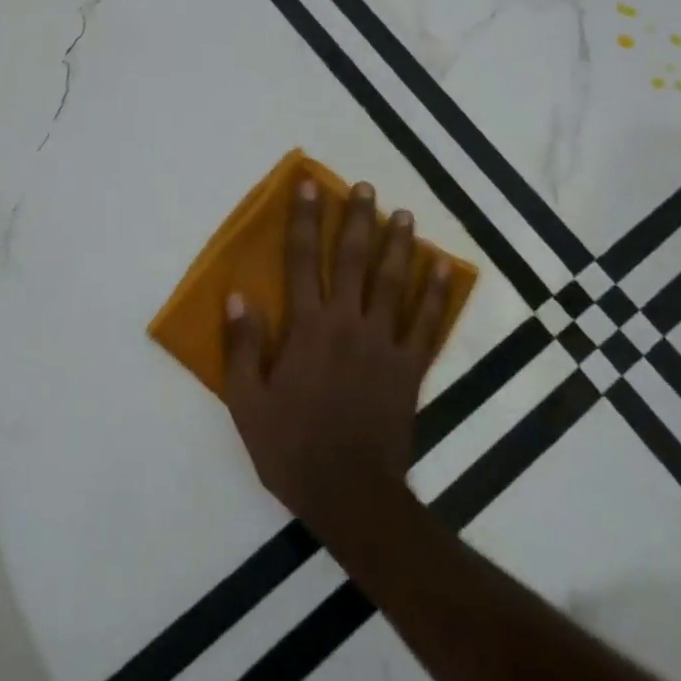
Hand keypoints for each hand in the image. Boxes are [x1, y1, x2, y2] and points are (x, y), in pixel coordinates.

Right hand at [223, 179, 451, 544]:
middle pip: (353, 260)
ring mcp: (385, 344)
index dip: (304, 220)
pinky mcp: (411, 368)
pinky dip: (436, 293)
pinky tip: (442, 267)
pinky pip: (427, 323)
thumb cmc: (292, 448)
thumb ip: (243, 346)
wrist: (351, 494)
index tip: (309, 186)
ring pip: (393, 282)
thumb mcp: (248, 402)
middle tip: (365, 187)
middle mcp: (348, 323)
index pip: (302, 260)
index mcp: (307, 328)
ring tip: (403, 214)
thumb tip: (239, 295)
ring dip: (399, 245)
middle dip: (357, 219)